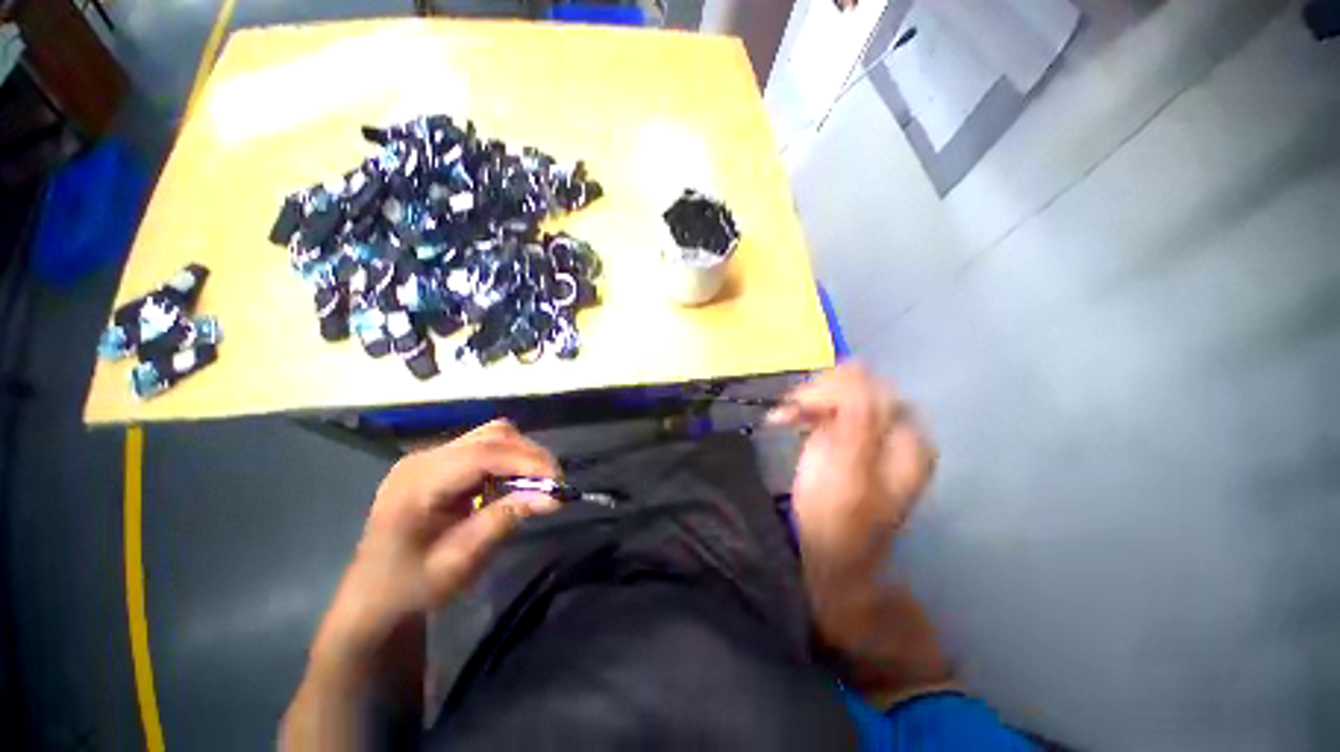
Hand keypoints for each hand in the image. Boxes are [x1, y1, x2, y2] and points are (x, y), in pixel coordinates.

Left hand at [312, 420, 560, 673]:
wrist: (373, 598)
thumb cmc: (410, 588)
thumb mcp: (460, 562)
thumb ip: (504, 521)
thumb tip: (553, 497)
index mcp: (418, 483)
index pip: (482, 454)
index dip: (526, 461)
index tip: (558, 481)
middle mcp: (424, 459)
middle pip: (490, 436)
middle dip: (530, 455)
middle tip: (554, 484)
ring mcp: (430, 457)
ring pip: (491, 436)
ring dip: (522, 454)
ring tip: (540, 482)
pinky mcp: (440, 463)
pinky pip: (485, 448)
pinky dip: (509, 460)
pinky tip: (517, 482)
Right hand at [769, 364, 935, 582]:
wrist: (832, 557)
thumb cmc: (839, 521)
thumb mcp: (850, 472)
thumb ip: (859, 418)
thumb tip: (857, 366)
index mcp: (906, 438)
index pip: (871, 387)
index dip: (834, 390)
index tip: (800, 408)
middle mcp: (892, 428)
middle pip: (856, 384)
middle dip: (818, 393)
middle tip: (787, 412)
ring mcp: (868, 430)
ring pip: (838, 390)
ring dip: (807, 398)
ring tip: (783, 416)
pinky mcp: (845, 435)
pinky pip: (826, 404)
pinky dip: (803, 407)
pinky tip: (786, 418)